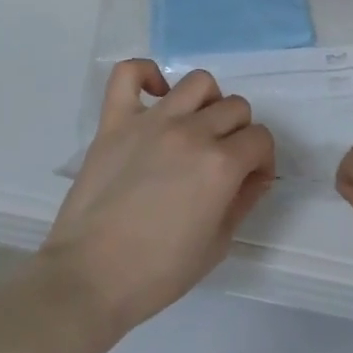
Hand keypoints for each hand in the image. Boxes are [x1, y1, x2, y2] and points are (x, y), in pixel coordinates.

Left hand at [41, 60, 275, 336]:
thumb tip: (255, 176)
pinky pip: (130, 74)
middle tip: (222, 162)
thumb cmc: (157, 273)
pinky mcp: (115, 120)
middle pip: (235, 107)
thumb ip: (243, 202)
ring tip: (194, 128)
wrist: (90, 278)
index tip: (250, 180)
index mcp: (220, 165)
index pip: (260, 139)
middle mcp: (191, 132)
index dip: (262, 161)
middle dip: (239, 134)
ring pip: (198, 83)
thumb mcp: (217, 245)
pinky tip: (154, 96)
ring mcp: (152, 121)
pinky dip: (146, 75)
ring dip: (206, 103)